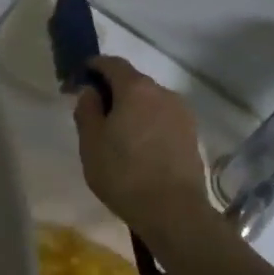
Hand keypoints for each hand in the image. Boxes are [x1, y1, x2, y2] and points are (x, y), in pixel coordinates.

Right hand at [72, 57, 213, 244]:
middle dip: (114, 90)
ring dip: (134, 108)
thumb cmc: (123, 173)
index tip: (81, 77)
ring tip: (118, 133)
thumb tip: (90, 91)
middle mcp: (163, 92)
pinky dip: (149, 123)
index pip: (112, 63)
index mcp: (135, 88)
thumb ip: (87, 110)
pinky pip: (163, 119)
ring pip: (150, 101)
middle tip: (96, 111)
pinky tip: (139, 147)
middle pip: (134, 82)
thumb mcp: (91, 142)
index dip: (95, 66)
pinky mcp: (192, 134)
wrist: (173, 210)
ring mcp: (182, 113)